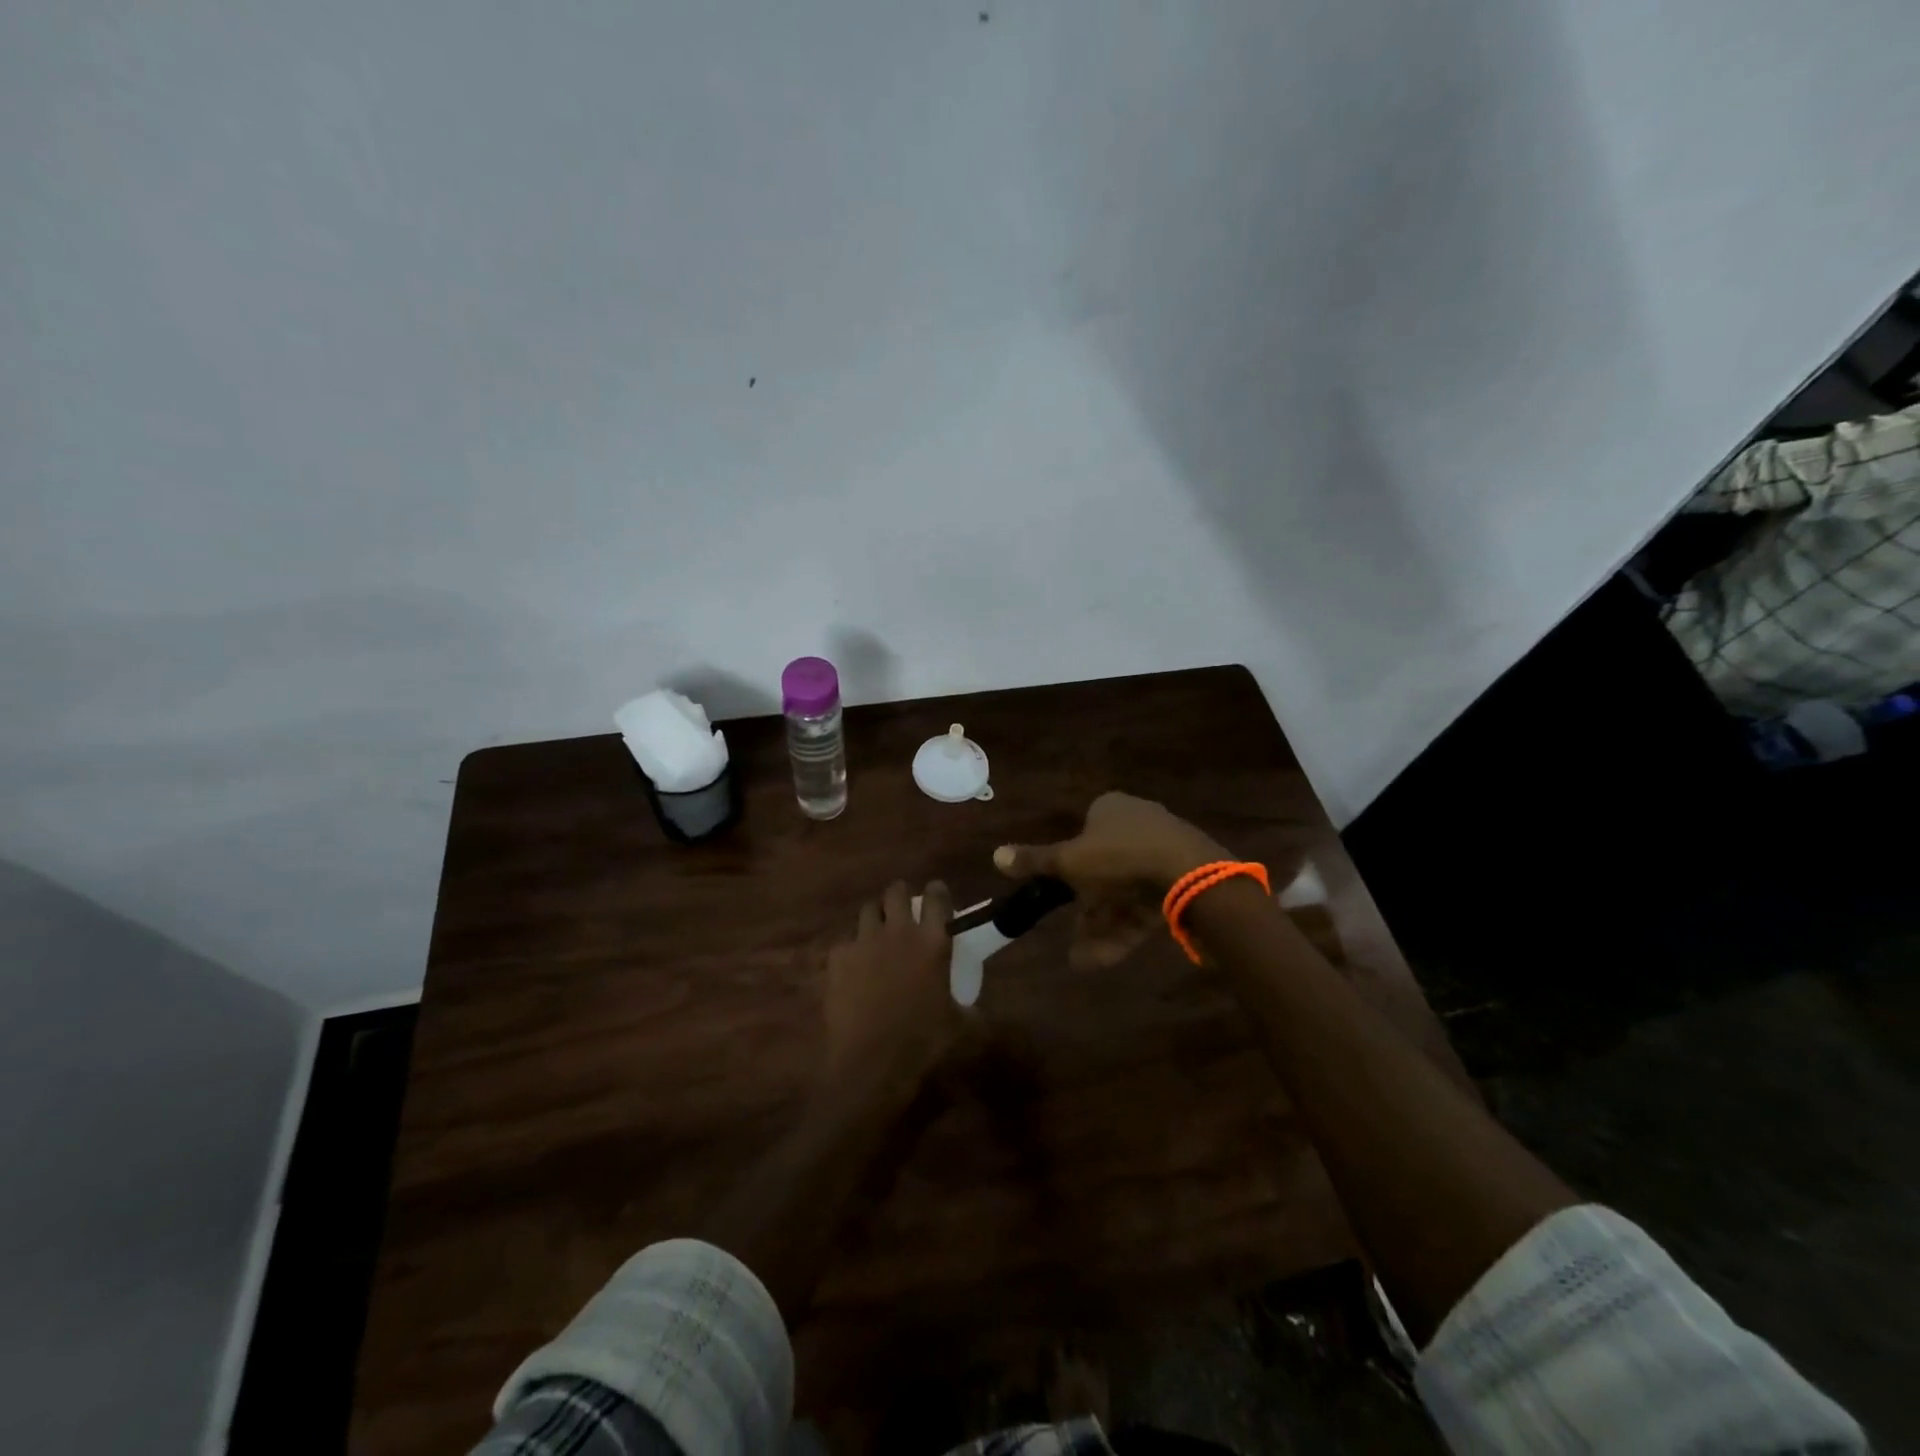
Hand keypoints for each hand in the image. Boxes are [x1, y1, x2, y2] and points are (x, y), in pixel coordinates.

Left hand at [823, 880, 962, 1102]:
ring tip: (879, 930)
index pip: (937, 898)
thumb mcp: (960, 1028)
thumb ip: (969, 1011)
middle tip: (904, 906)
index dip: (937, 892)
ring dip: (876, 916)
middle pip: (896, 892)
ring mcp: (864, 942)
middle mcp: (898, 932)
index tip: (937, 893)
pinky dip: (852, 948)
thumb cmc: (922, 1043)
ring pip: (868, 910)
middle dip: (901, 894)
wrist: (869, 1063)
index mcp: (932, 942)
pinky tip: (855, 965)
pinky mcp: (837, 959)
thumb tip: (975, 1012)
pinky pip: (846, 942)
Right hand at [994, 792, 1227, 968]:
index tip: (1063, 893)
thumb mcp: (1069, 860)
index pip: (1084, 832)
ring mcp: (1164, 851)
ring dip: (1103, 927)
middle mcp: (1138, 823)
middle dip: (1087, 908)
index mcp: (1111, 808)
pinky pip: (1147, 904)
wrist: (1190, 875)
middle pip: (1104, 868)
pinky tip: (1108, 958)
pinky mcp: (1182, 880)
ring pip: (1125, 892)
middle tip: (1073, 937)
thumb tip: (995, 855)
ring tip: (1085, 960)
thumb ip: (1035, 861)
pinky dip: (1127, 929)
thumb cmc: (1119, 857)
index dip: (1070, 865)